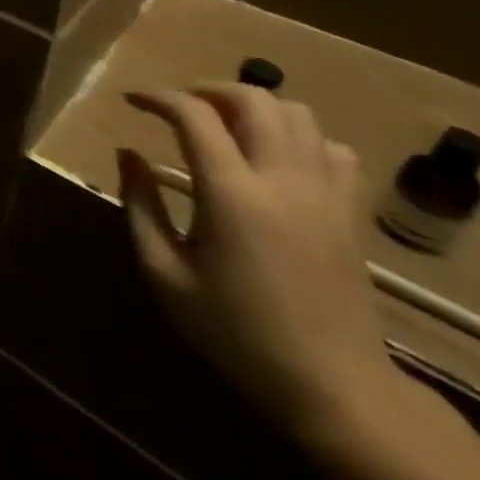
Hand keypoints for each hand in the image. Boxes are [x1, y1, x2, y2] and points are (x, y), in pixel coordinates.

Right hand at [117, 83, 401, 443]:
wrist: (336, 389)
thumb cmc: (235, 331)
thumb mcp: (163, 272)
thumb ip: (140, 205)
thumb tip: (128, 154)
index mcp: (232, 195)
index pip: (194, 115)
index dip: (157, 97)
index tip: (131, 101)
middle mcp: (283, 182)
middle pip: (254, 100)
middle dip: (208, 90)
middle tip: (178, 108)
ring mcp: (326, 196)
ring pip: (299, 116)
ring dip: (254, 108)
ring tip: (224, 126)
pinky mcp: (350, 215)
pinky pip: (333, 149)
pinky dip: (299, 137)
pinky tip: (274, 158)